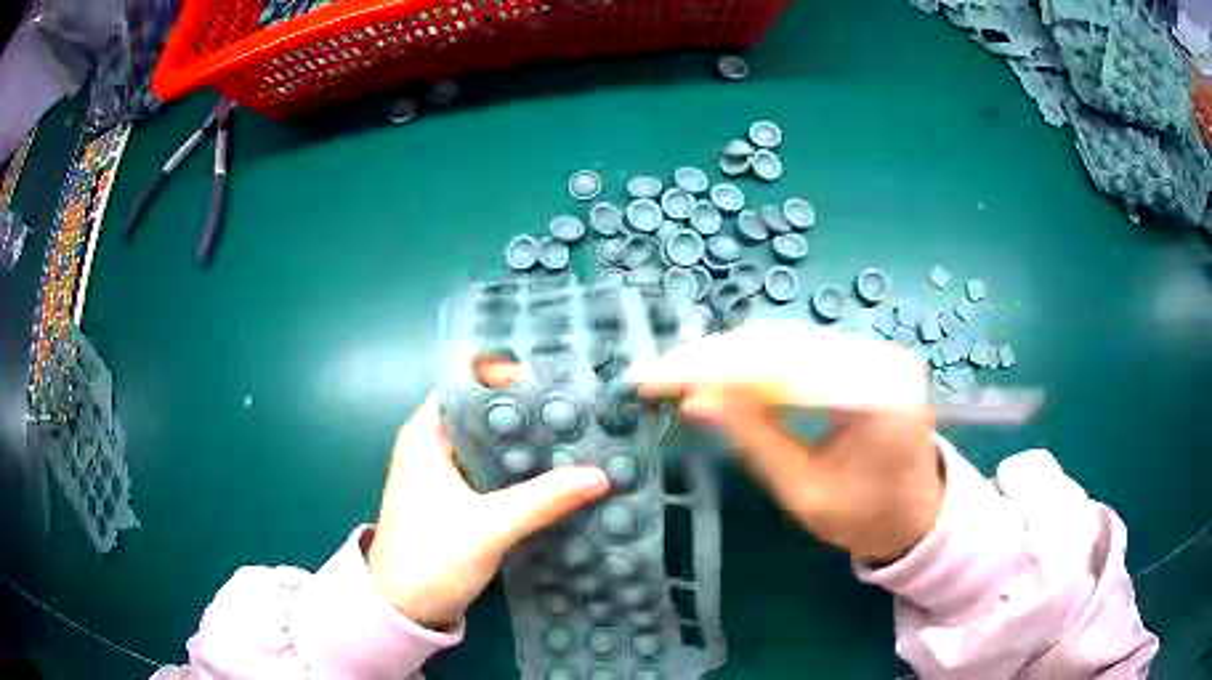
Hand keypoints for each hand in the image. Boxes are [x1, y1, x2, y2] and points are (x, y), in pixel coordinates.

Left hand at [367, 393, 610, 629]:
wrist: (404, 610)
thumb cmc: (431, 558)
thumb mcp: (488, 527)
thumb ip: (543, 500)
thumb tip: (600, 475)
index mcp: (427, 435)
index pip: (467, 385)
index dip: (507, 377)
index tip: (553, 382)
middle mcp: (435, 446)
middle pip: (485, 413)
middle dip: (529, 411)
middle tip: (579, 410)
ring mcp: (448, 475)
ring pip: (494, 445)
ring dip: (529, 444)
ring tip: (580, 437)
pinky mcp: (461, 500)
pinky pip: (497, 473)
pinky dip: (524, 471)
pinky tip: (560, 475)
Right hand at [632, 321, 943, 562]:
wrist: (918, 514)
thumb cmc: (866, 518)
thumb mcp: (804, 491)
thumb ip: (754, 439)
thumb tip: (696, 399)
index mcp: (876, 396)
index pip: (779, 366)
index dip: (709, 367)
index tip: (653, 377)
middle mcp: (881, 357)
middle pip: (781, 342)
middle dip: (712, 358)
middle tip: (658, 375)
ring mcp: (876, 350)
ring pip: (786, 339)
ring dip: (729, 357)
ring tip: (680, 375)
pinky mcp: (866, 354)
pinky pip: (801, 349)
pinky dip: (756, 362)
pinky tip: (723, 374)